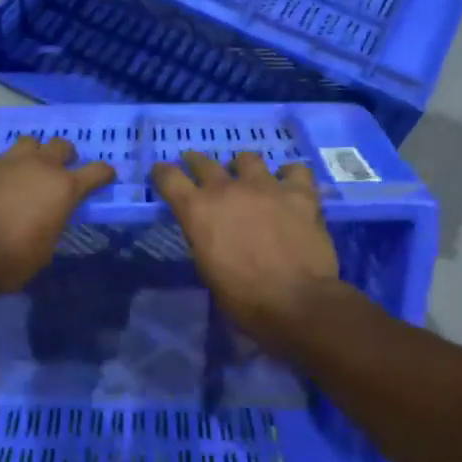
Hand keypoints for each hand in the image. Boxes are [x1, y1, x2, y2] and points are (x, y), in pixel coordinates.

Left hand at [0, 137, 116, 295]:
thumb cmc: (8, 260)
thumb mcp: (43, 252)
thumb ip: (50, 227)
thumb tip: (46, 221)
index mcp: (63, 189)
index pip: (96, 172)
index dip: (104, 174)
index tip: (106, 176)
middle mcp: (39, 167)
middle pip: (61, 145)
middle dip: (65, 155)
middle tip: (60, 171)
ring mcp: (5, 161)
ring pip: (26, 141)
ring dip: (29, 154)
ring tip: (22, 169)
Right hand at [152, 151, 339, 345]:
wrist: (297, 303)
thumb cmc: (245, 298)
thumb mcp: (207, 269)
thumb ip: (203, 239)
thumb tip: (208, 230)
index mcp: (198, 210)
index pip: (169, 177)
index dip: (162, 173)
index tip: (161, 173)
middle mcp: (227, 189)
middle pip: (204, 162)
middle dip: (197, 163)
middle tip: (198, 168)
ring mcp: (265, 186)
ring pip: (248, 159)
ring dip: (243, 168)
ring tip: (248, 178)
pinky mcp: (299, 192)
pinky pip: (294, 171)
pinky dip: (290, 176)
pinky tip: (290, 186)